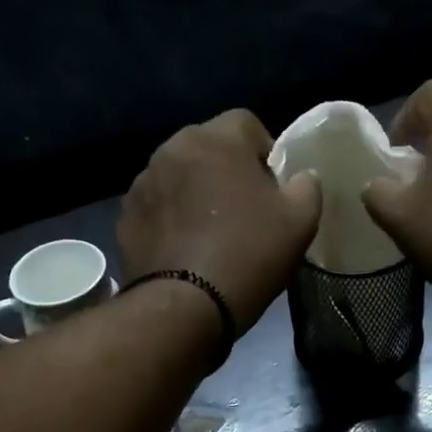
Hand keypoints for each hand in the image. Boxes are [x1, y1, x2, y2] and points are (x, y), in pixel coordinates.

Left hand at [119, 108, 321, 327]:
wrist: (184, 308)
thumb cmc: (248, 255)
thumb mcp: (300, 221)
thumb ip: (307, 186)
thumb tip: (300, 177)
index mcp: (215, 139)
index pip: (246, 123)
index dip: (265, 152)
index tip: (273, 189)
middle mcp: (171, 149)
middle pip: (208, 149)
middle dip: (226, 171)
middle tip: (243, 212)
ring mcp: (142, 184)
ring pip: (178, 177)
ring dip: (195, 194)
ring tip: (210, 234)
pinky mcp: (125, 219)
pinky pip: (156, 209)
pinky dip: (170, 220)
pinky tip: (184, 251)